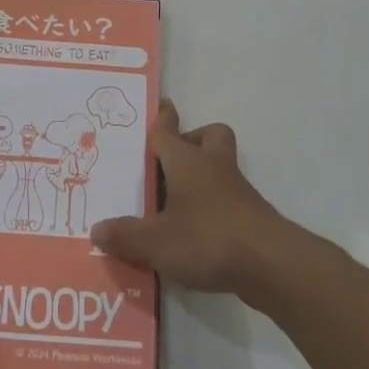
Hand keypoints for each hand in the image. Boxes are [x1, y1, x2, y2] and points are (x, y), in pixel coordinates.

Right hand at [91, 100, 293, 299]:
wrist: (271, 264)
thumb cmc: (208, 238)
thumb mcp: (155, 243)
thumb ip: (125, 236)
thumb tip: (97, 230)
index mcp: (187, 161)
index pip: (168, 131)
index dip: (161, 119)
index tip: (161, 105)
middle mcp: (213, 167)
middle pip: (209, 137)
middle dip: (191, 142)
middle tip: (168, 164)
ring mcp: (237, 190)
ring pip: (219, 167)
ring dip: (201, 177)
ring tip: (174, 204)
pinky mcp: (251, 216)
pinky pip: (227, 198)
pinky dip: (211, 207)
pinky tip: (194, 233)